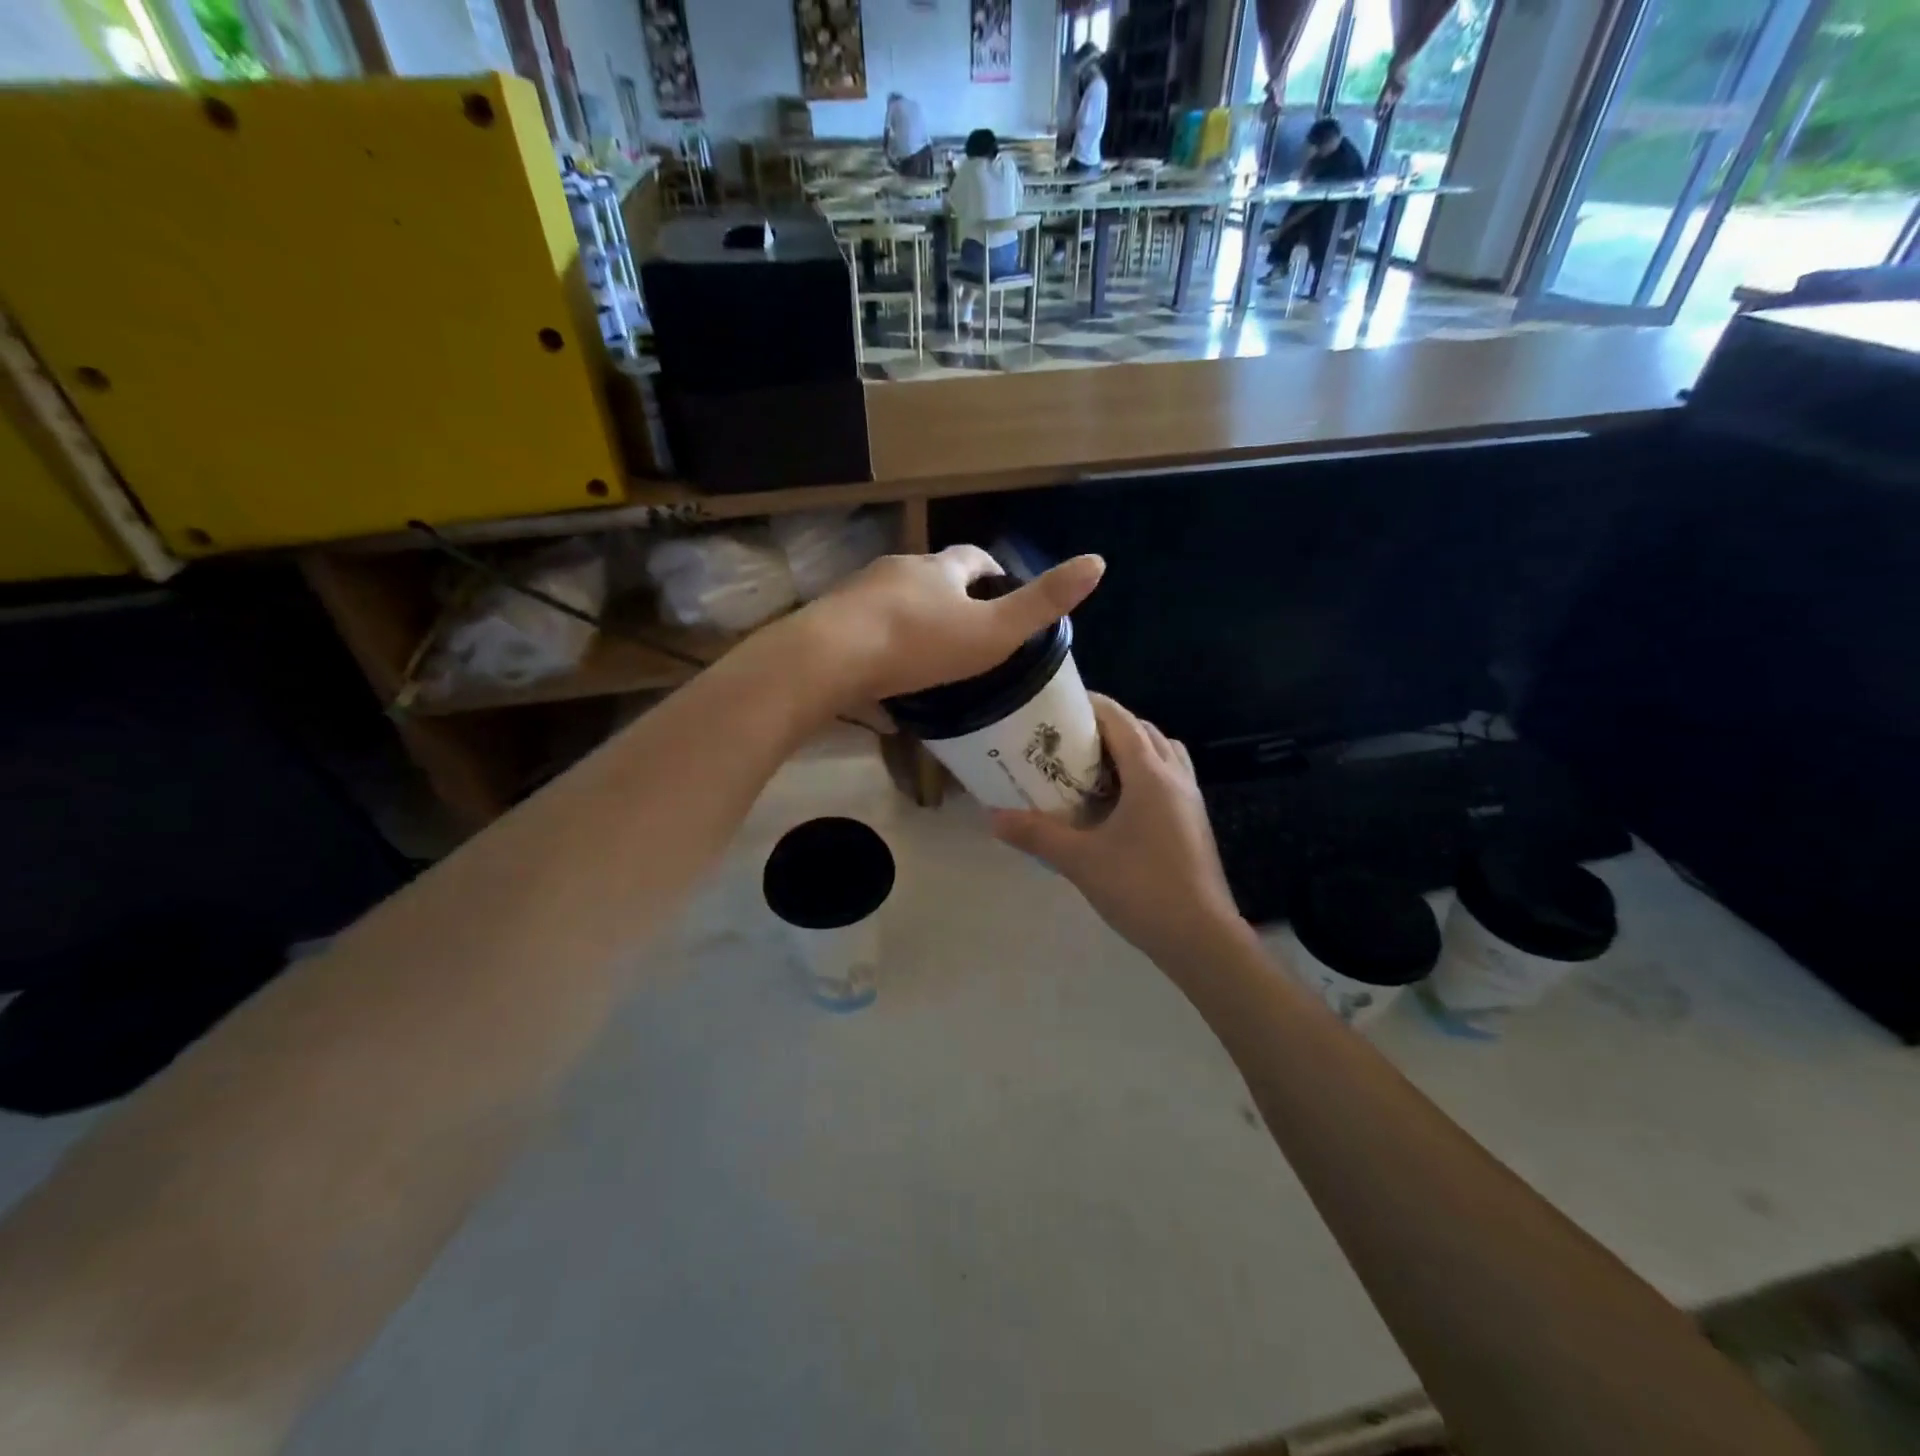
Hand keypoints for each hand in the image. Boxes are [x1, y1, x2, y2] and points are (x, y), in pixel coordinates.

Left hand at [786, 546, 1104, 716]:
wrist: (829, 660)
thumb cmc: (919, 644)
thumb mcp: (993, 630)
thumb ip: (1042, 603)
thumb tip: (1099, 561)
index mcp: (938, 570)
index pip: (973, 559)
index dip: (993, 574)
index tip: (1003, 597)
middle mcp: (897, 572)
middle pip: (930, 578)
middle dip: (950, 600)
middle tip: (967, 637)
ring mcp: (859, 596)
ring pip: (895, 606)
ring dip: (913, 625)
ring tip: (927, 664)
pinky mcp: (830, 625)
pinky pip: (863, 635)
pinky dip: (879, 652)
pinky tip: (884, 688)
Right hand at [990, 694, 1243, 961]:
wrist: (1200, 937)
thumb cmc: (1140, 888)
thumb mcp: (1080, 860)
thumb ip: (1036, 834)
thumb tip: (993, 818)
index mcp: (1150, 775)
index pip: (1121, 721)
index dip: (1092, 705)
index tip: (1060, 705)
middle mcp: (1175, 777)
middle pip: (1143, 731)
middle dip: (1109, 725)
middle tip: (1070, 737)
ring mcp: (1190, 799)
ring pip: (1162, 752)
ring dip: (1132, 747)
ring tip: (1096, 765)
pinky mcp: (1194, 821)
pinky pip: (1170, 777)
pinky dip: (1146, 772)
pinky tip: (1120, 801)